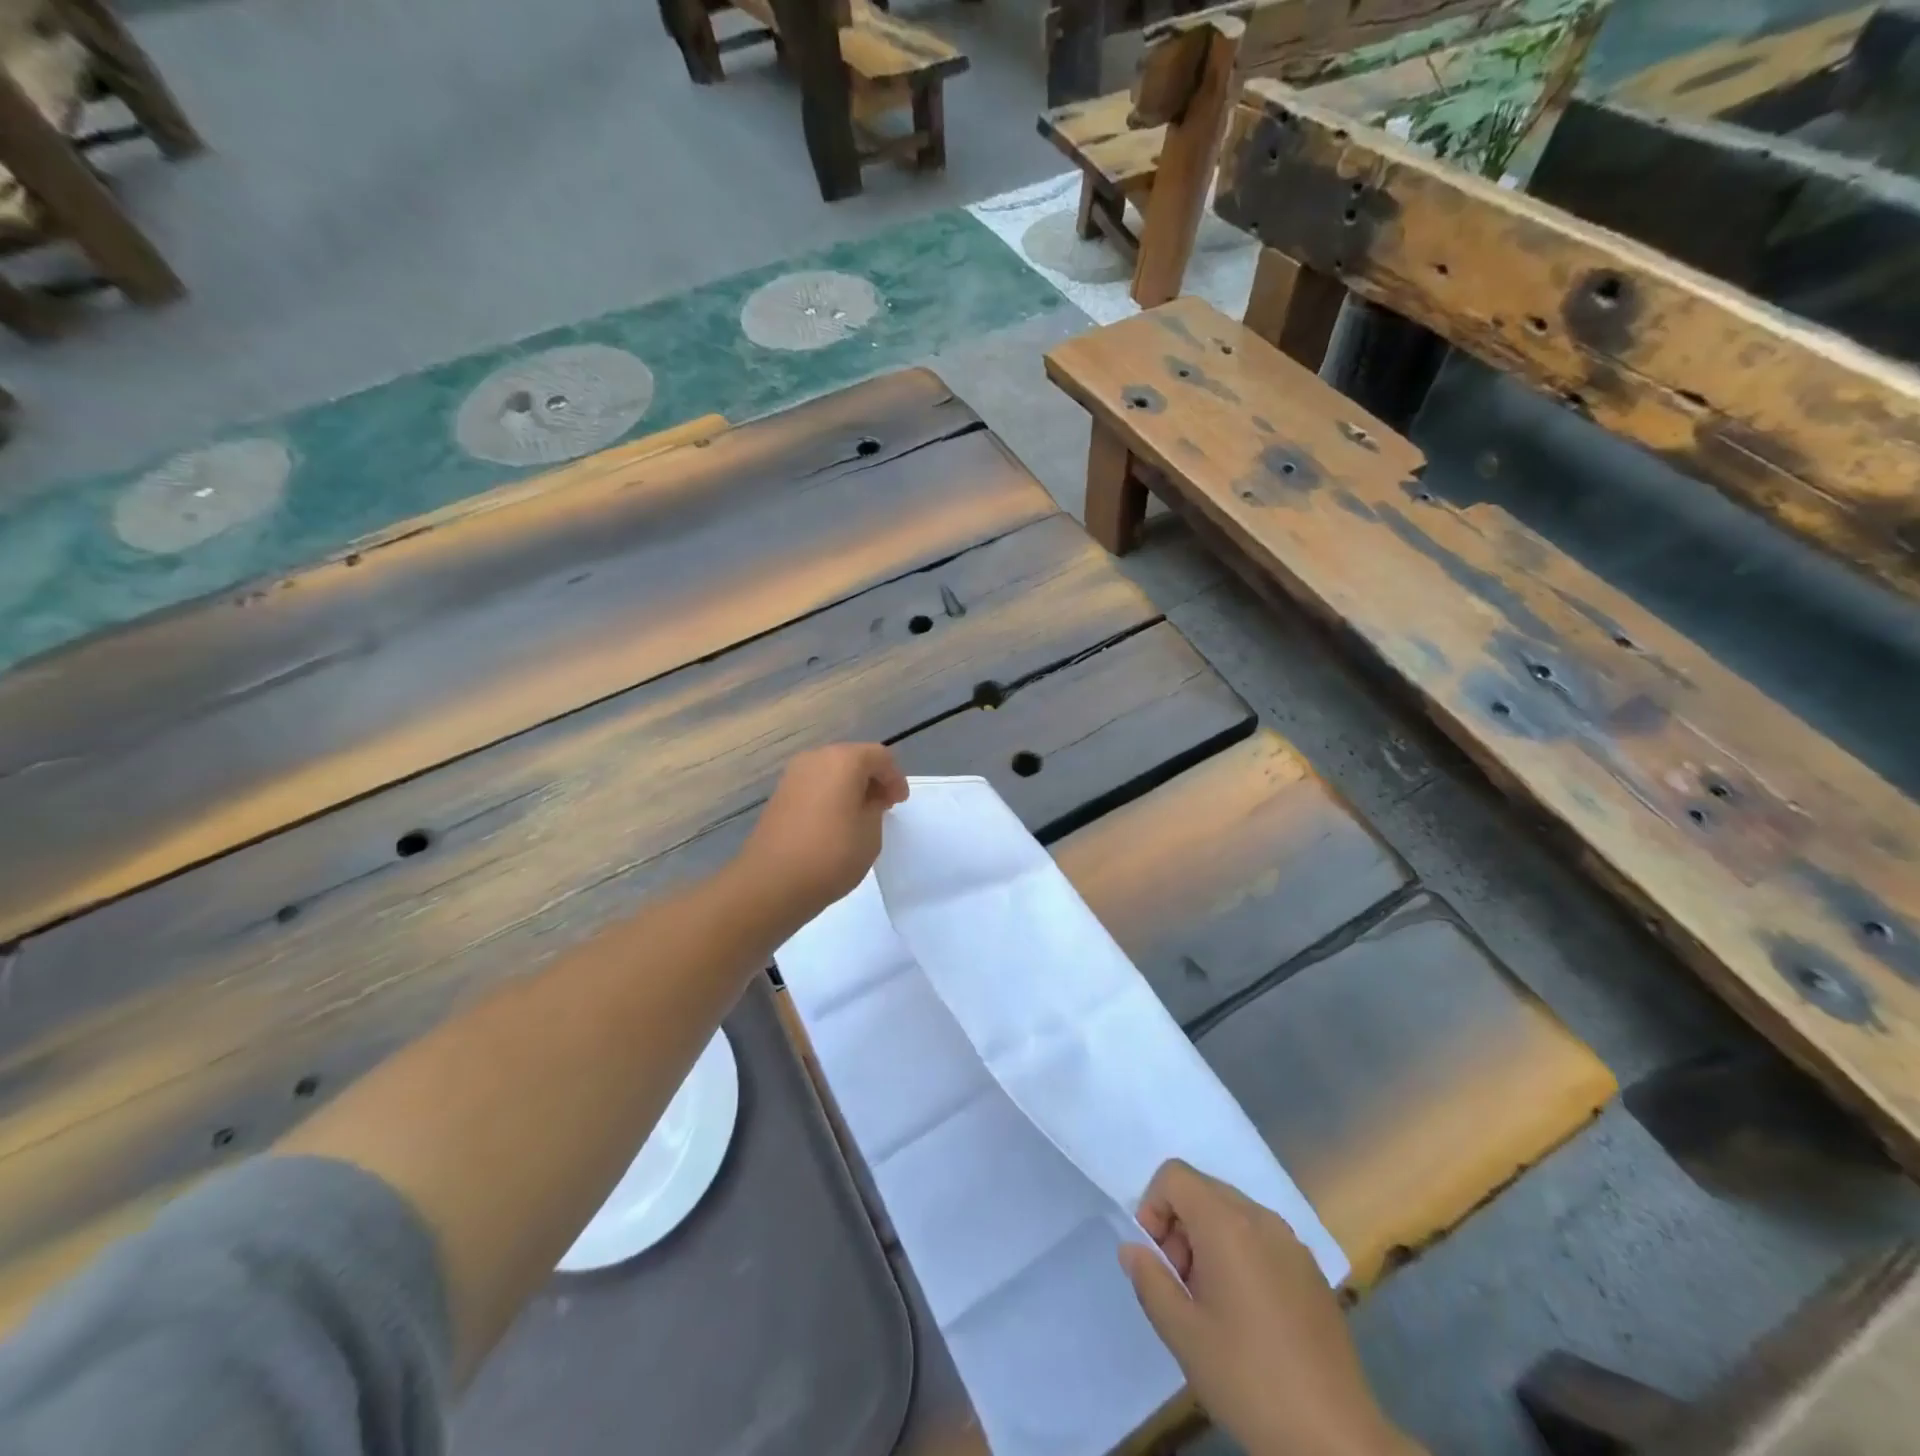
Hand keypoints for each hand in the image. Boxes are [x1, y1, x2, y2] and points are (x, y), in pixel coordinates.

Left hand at [736, 743, 908, 930]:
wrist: (772, 882)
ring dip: (850, 787)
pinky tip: (835, 822)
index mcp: (843, 760)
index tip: (899, 803)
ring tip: (860, 816)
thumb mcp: (870, 832)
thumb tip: (867, 799)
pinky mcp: (779, 795)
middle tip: (884, 806)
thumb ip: (875, 807)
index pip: (880, 756)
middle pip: (853, 758)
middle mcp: (816, 758)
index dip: (895, 777)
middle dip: (872, 779)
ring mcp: (793, 776)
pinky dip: (830, 796)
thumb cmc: (831, 854)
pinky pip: (814, 786)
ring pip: (831, 771)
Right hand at [1120, 1160, 1421, 1455]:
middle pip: (1203, 1190)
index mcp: (1227, 1223)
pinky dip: (1240, 1255)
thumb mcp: (1183, 1334)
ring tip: (1212, 1305)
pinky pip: (1261, 1238)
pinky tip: (1248, 1316)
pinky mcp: (1311, 1271)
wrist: (1336, 1439)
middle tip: (1181, 1286)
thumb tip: (1134, 1248)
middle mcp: (1261, 1217)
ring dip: (1208, 1241)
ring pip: (1232, 1214)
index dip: (1153, 1207)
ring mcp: (1292, 1243)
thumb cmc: (1249, 1378)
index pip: (1174, 1175)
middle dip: (1179, 1226)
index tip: (1158, 1260)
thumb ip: (1149, 1280)